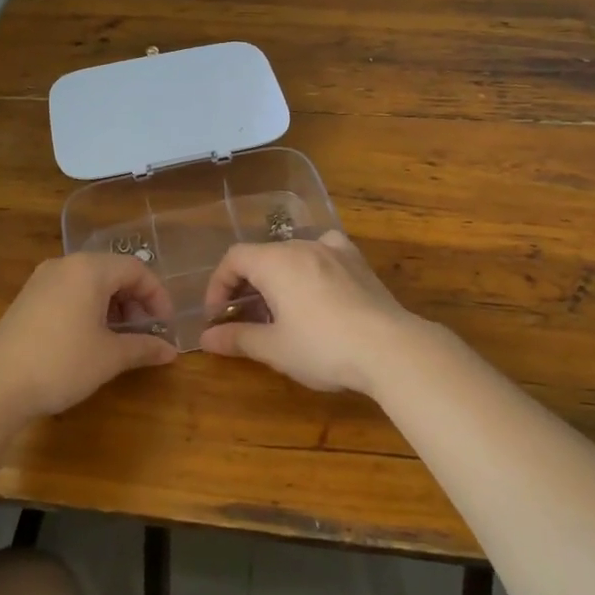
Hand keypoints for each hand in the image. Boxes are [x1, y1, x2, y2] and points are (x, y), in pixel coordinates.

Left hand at [0, 253, 176, 422]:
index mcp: (89, 269)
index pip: (136, 270)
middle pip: (112, 272)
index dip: (157, 296)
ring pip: (89, 283)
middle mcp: (65, 265)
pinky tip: (90, 338)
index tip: (165, 325)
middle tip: (145, 332)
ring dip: (112, 306)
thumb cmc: (61, 363)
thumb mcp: (109, 357)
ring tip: (120, 338)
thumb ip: (143, 348)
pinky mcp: (27, 299)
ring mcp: (42, 280)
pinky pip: (69, 292)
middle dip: (135, 301)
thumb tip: (171, 351)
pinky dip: (88, 308)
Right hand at [198, 231, 430, 395]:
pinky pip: (325, 253)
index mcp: (276, 261)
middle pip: (263, 255)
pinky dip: (312, 266)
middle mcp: (303, 245)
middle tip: (245, 319)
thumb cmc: (323, 347)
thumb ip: (238, 338)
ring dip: (278, 277)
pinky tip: (318, 287)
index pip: (234, 259)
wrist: (389, 348)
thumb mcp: (274, 348)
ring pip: (293, 254)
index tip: (217, 316)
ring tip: (279, 310)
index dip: (218, 284)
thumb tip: (205, 338)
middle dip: (247, 285)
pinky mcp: (358, 263)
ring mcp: (334, 250)